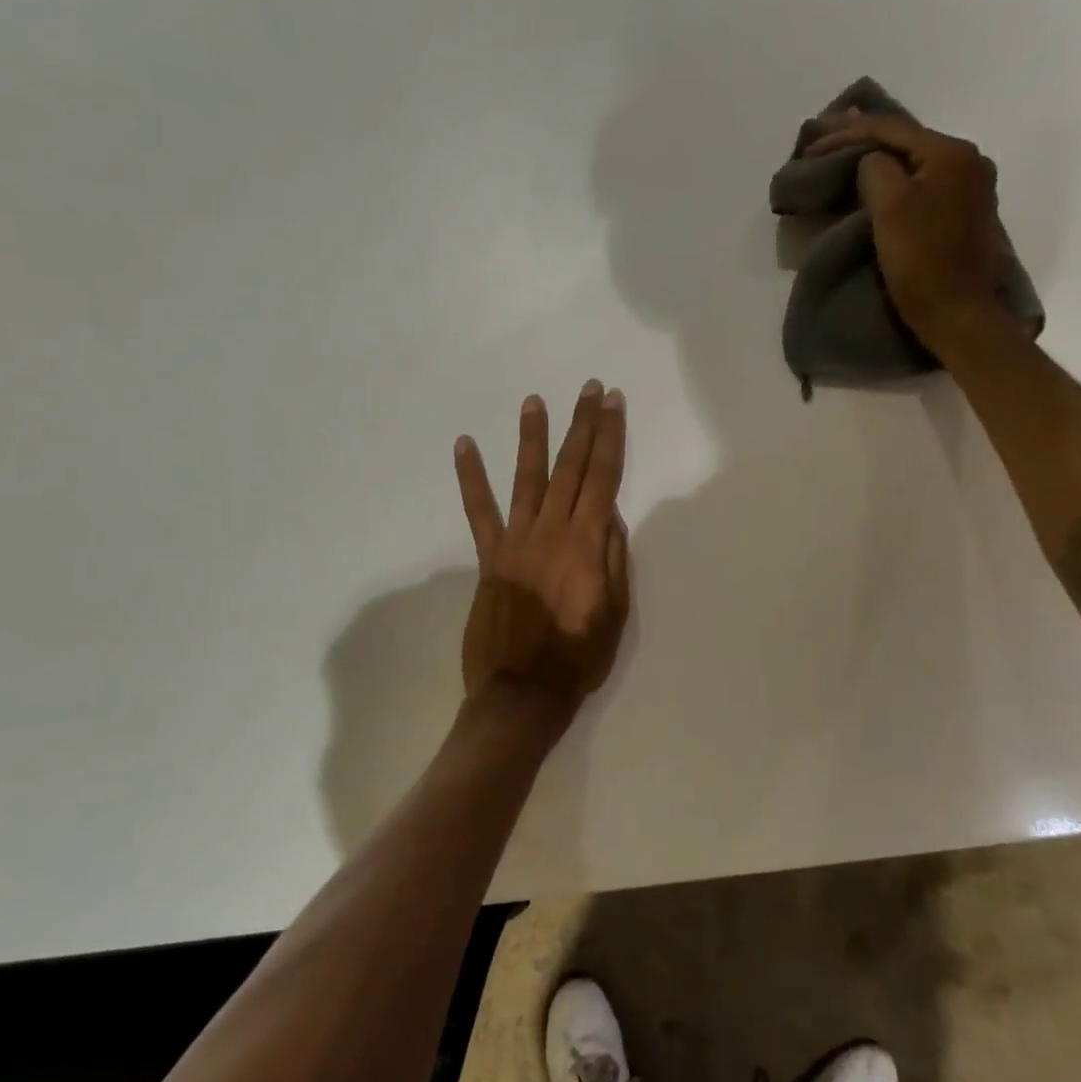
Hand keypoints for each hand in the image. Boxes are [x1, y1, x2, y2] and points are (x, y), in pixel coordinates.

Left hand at [453, 381, 630, 718]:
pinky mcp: (489, 557)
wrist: (523, 692)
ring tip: (535, 402)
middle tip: (589, 389)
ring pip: (527, 478)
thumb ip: (613, 557)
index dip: (610, 437)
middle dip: (582, 425)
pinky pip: (478, 511)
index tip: (613, 403)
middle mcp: (552, 531)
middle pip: (571, 468)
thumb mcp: (616, 611)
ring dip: (533, 438)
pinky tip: (464, 445)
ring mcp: (516, 541)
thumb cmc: (579, 657)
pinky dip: (471, 477)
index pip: (604, 478)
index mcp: (588, 544)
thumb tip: (609, 512)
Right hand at [802, 112, 1004, 335]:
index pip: (891, 129)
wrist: (958, 312)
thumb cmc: (921, 260)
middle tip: (825, 137)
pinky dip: (896, 177)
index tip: (812, 143)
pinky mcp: (965, 212)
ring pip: (914, 161)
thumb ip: (875, 170)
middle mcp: (968, 160)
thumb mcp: (889, 207)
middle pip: (906, 140)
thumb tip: (871, 161)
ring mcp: (971, 186)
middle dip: (863, 138)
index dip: (847, 133)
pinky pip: (924, 181)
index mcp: (950, 152)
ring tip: (846, 151)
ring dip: (879, 157)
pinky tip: (878, 177)